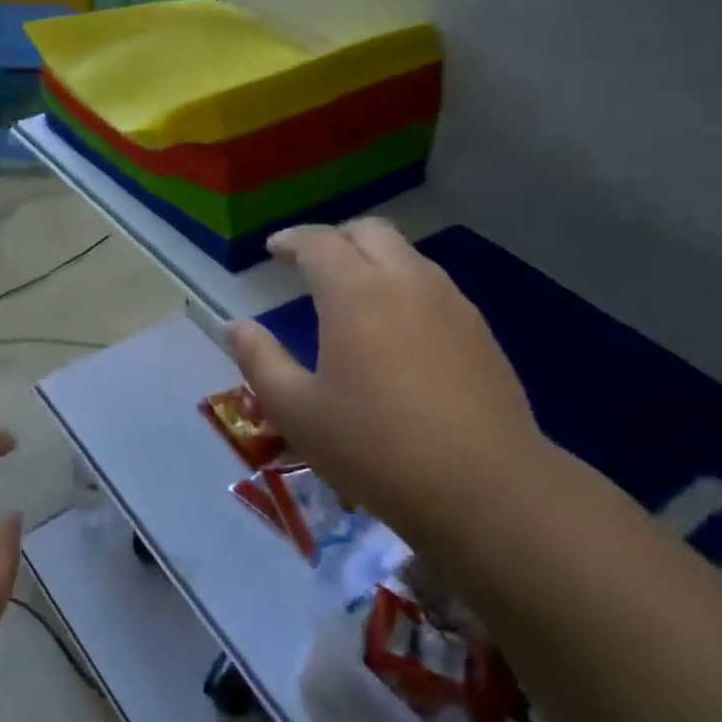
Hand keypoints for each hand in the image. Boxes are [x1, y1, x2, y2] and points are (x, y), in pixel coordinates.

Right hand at [223, 219, 545, 545]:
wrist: (486, 489)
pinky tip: (395, 329)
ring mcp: (451, 303)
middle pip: (369, 232)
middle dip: (335, 239)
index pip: (319, 242)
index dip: (292, 241)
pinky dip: (402, 286)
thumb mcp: (297, 411)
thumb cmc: (376, 448)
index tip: (273, 249)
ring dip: (372, 260)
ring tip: (350, 295)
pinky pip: (432, 285)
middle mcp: (406, 282)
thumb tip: (235, 327)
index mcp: (356, 294)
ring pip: (406, 255)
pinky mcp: (479, 331)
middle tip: (310, 265)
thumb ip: (260, 360)